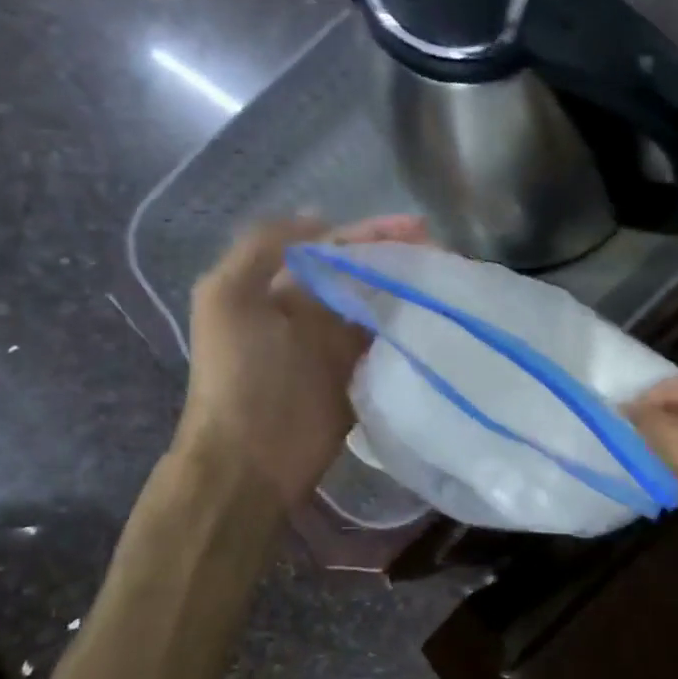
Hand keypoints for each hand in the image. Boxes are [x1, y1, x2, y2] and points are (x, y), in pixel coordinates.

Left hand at [176, 213, 427, 501]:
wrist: (250, 458)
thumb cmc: (239, 375)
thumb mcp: (226, 298)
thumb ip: (262, 247)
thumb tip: (320, 220)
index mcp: (281, 289)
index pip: (333, 248)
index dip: (372, 233)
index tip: (418, 227)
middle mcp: (312, 313)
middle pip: (364, 275)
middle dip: (401, 259)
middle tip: (444, 253)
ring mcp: (339, 348)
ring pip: (382, 307)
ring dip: (413, 292)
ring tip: (451, 281)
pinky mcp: (361, 379)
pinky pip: (390, 346)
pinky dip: (412, 331)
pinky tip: (440, 318)